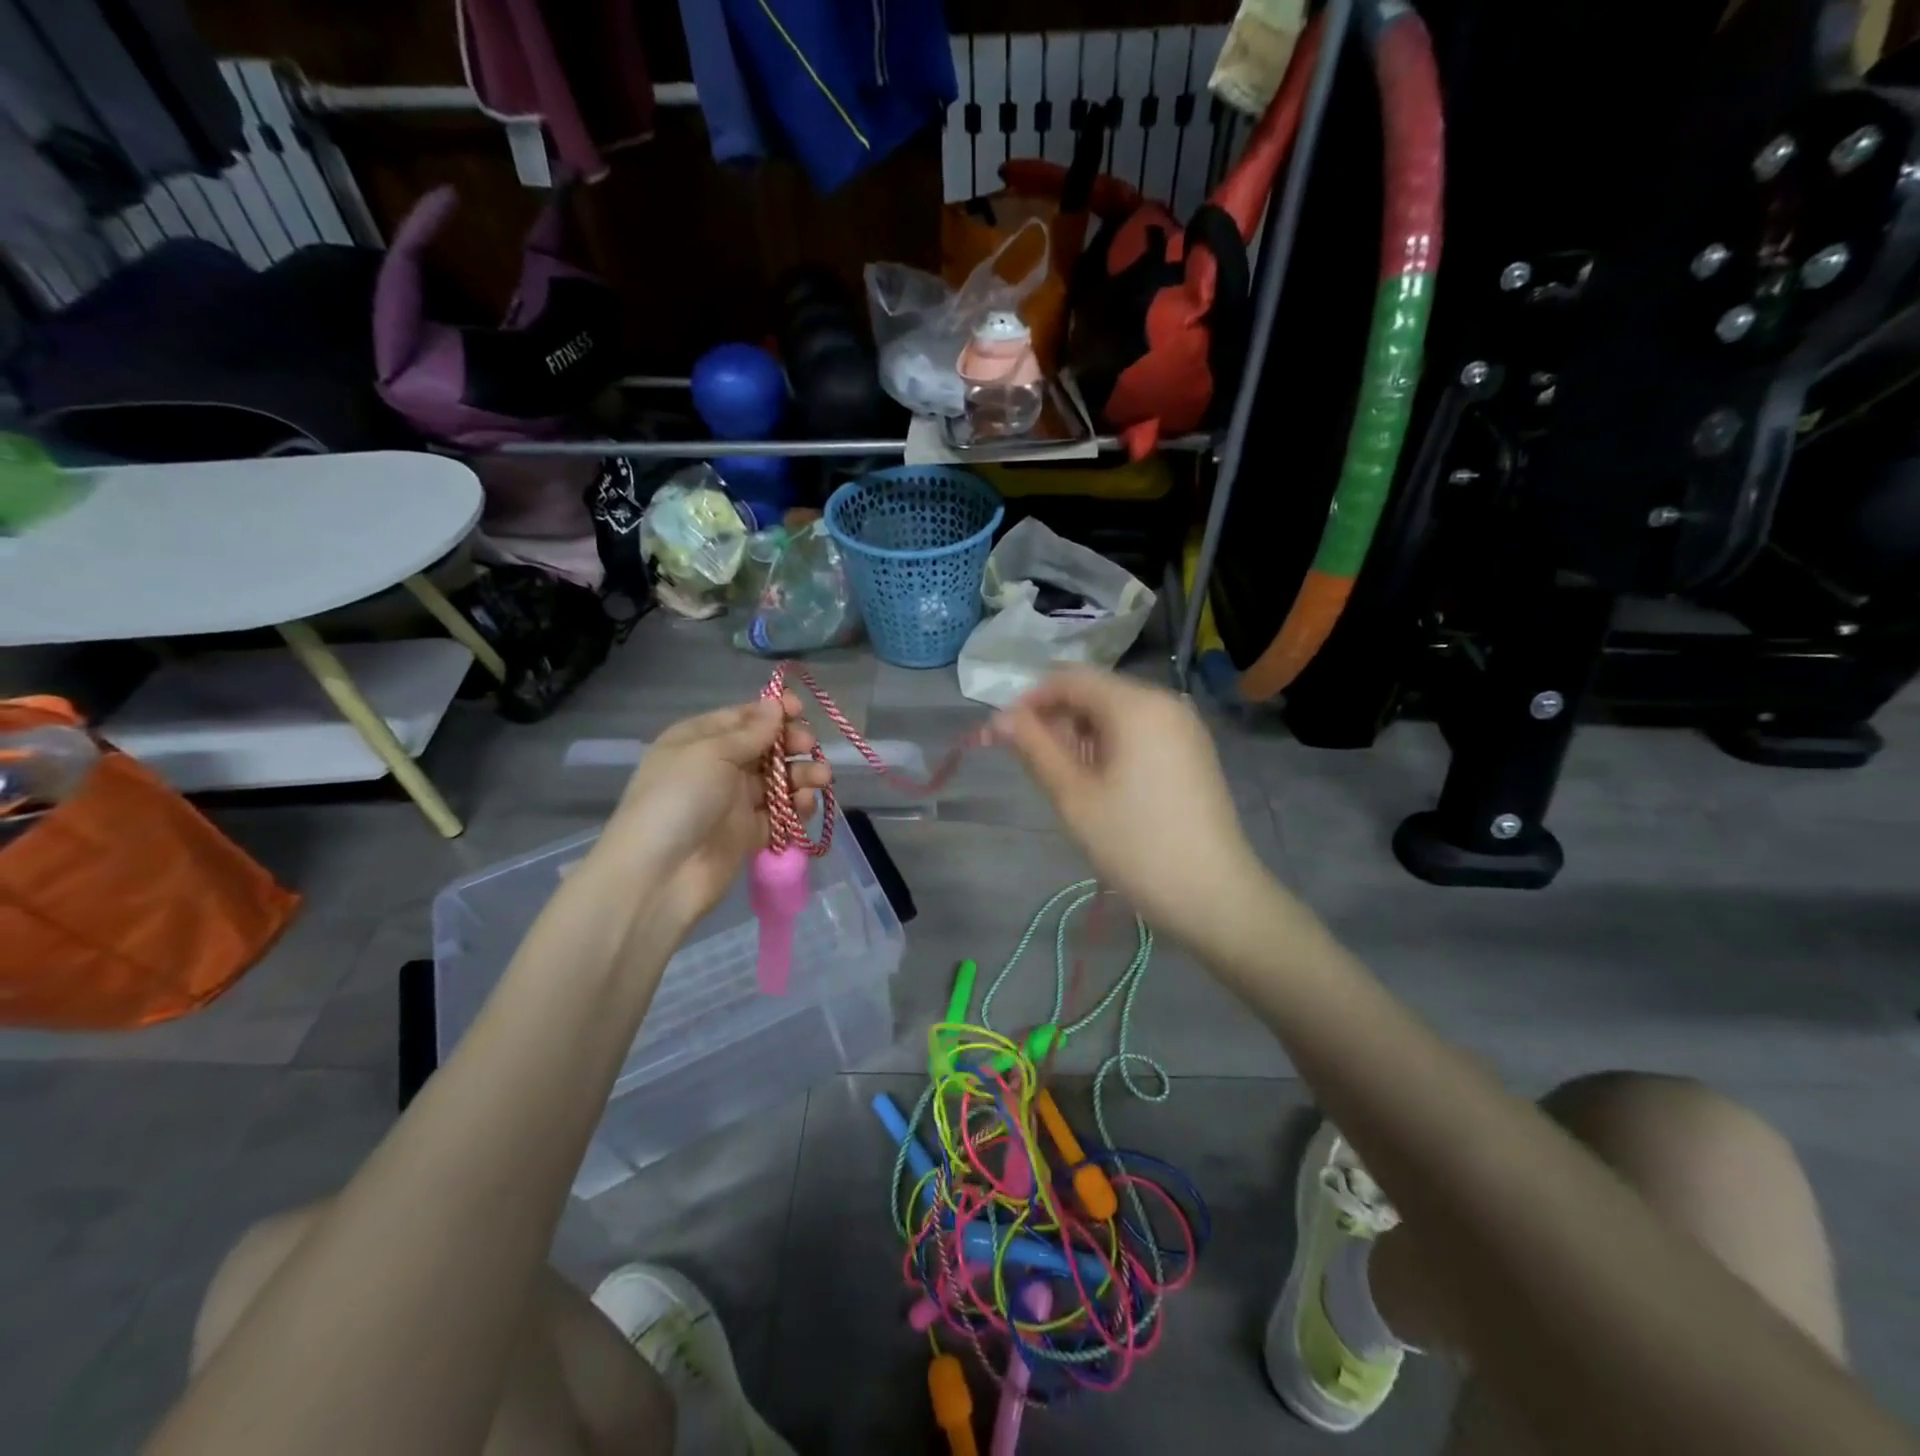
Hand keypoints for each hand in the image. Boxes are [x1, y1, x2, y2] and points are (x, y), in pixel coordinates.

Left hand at [592, 694, 830, 932]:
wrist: (658, 875)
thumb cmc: (679, 799)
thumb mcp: (711, 753)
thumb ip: (750, 732)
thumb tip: (775, 705)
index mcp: (699, 741)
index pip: (742, 717)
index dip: (773, 712)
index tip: (800, 710)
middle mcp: (717, 767)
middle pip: (765, 748)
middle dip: (791, 743)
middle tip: (809, 746)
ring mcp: (734, 802)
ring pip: (777, 780)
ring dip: (801, 774)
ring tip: (821, 778)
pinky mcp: (749, 834)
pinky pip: (780, 814)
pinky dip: (796, 807)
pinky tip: (806, 804)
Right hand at [994, 668, 1268, 943]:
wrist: (1211, 894)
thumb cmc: (1135, 843)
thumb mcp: (1074, 796)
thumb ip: (1035, 748)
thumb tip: (1000, 719)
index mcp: (1136, 705)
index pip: (1070, 678)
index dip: (1030, 700)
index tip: (1003, 734)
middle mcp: (1164, 701)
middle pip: (1095, 691)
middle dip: (1057, 718)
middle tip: (1032, 763)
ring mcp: (1183, 725)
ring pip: (1116, 711)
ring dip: (1082, 733)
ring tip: (1066, 778)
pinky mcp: (1192, 749)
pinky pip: (1140, 729)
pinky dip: (1111, 743)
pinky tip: (1101, 782)